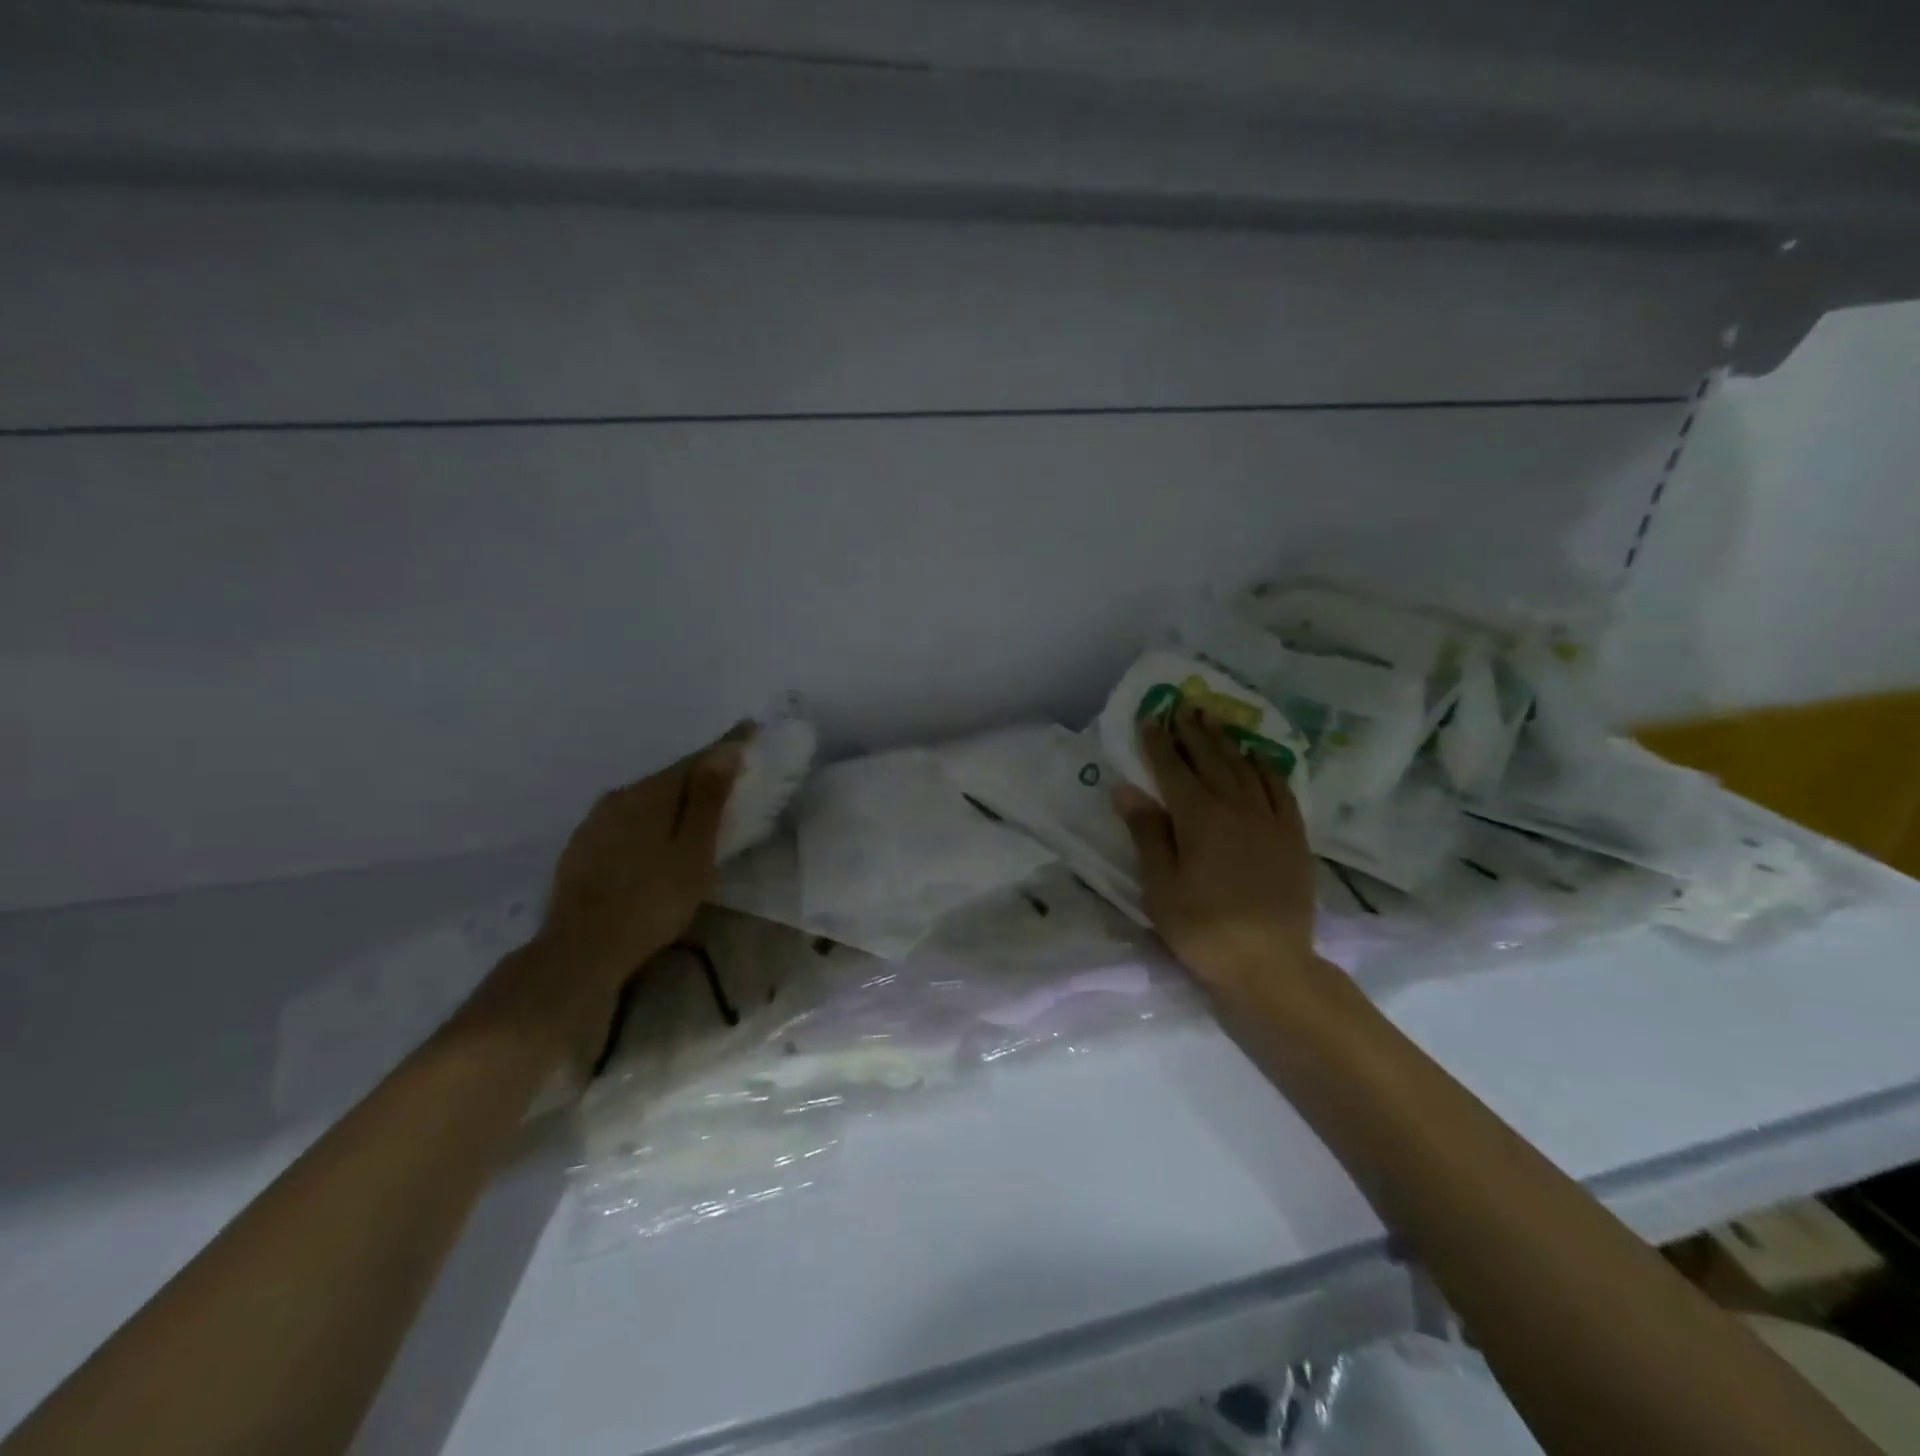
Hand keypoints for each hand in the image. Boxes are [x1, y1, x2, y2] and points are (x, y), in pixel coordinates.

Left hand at [465, 725, 748, 1069]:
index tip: (751, 728)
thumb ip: (708, 799)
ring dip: (674, 799)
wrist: (581, 950)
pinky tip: (657, 839)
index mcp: (650, 793)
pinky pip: (627, 821)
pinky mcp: (582, 848)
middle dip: (700, 774)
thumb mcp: (693, 851)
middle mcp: (618, 797)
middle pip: (669, 778)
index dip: (726, 746)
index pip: (696, 760)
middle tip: (730, 775)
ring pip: (645, 800)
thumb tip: (725, 750)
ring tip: (697, 809)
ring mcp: (595, 823)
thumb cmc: (652, 900)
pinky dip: (651, 820)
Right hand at [1114, 704, 1318, 1004]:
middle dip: (1193, 732)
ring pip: (1245, 767)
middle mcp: (1237, 807)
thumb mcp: (1161, 886)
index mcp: (1199, 818)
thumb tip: (1126, 788)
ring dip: (1226, 741)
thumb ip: (1146, 832)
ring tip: (1213, 720)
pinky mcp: (1294, 836)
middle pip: (1211, 759)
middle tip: (1181, 706)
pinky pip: (1280, 788)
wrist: (1270, 964)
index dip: (1159, 743)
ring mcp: (1270, 819)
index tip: (1149, 718)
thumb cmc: (1203, 928)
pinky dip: (1266, 766)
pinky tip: (1258, 756)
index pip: (1174, 769)